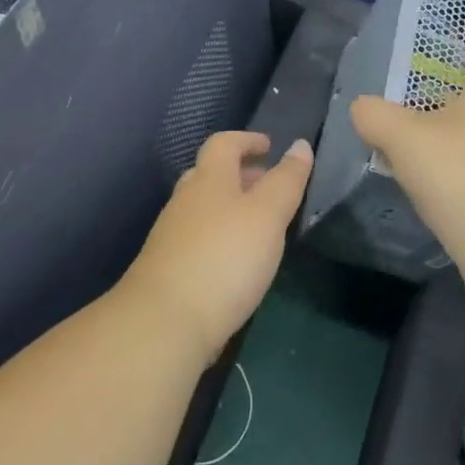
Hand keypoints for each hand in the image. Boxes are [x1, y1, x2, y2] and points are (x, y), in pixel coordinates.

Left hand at [119, 131, 312, 360]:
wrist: (164, 323)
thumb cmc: (224, 258)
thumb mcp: (267, 215)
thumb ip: (286, 181)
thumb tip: (300, 145)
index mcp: (208, 180)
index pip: (224, 144)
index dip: (247, 140)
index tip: (269, 146)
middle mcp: (185, 201)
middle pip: (210, 175)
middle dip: (240, 175)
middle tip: (269, 186)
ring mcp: (172, 237)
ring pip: (203, 209)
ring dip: (231, 208)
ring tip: (260, 226)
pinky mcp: (170, 270)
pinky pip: (199, 240)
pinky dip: (221, 237)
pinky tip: (237, 262)